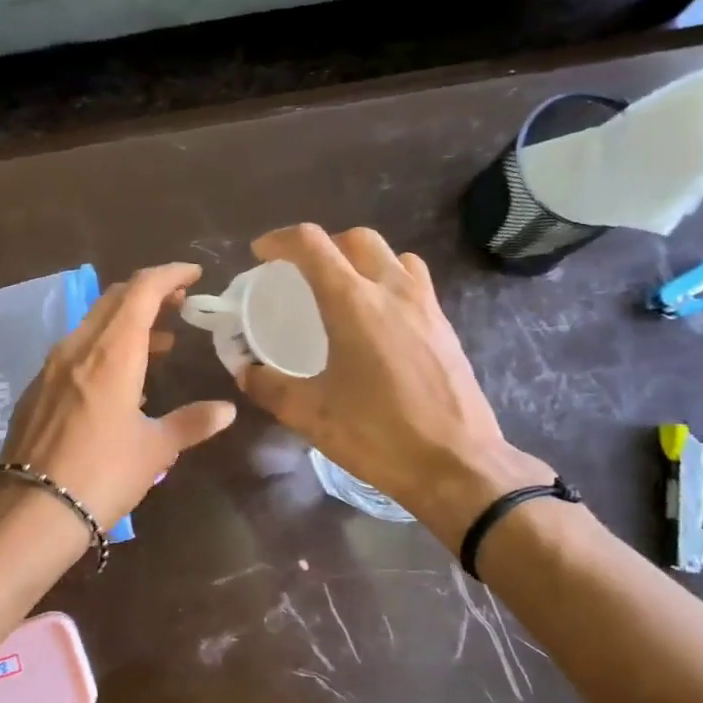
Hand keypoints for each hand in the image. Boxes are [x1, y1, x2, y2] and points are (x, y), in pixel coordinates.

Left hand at [0, 263, 237, 530]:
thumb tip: (226, 410)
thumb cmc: (103, 475)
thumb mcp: (155, 449)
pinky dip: (103, 348)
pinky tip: (118, 381)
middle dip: (149, 293)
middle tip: (180, 304)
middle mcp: (78, 348)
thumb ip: (192, 423)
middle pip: (114, 300)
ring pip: (93, 324)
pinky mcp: (35, 389)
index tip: (193, 275)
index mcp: (112, 352)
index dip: (169, 275)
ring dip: (127, 322)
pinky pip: (75, 351)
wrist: (33, 511)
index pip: (142, 290)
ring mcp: (51, 367)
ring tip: (159, 343)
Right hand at [238, 225, 549, 546]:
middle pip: (355, 238)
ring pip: (391, 255)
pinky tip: (378, 319)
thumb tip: (246, 371)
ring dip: (360, 258)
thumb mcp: (311, 415)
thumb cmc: (378, 436)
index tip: (261, 255)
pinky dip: (388, 280)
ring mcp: (425, 305)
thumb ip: (270, 386)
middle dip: (322, 245)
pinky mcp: (445, 325)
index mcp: (353, 304)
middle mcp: (392, 291)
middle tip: (300, 273)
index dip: (280, 240)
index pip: (312, 245)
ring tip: (342, 289)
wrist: (456, 464)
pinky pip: (414, 280)